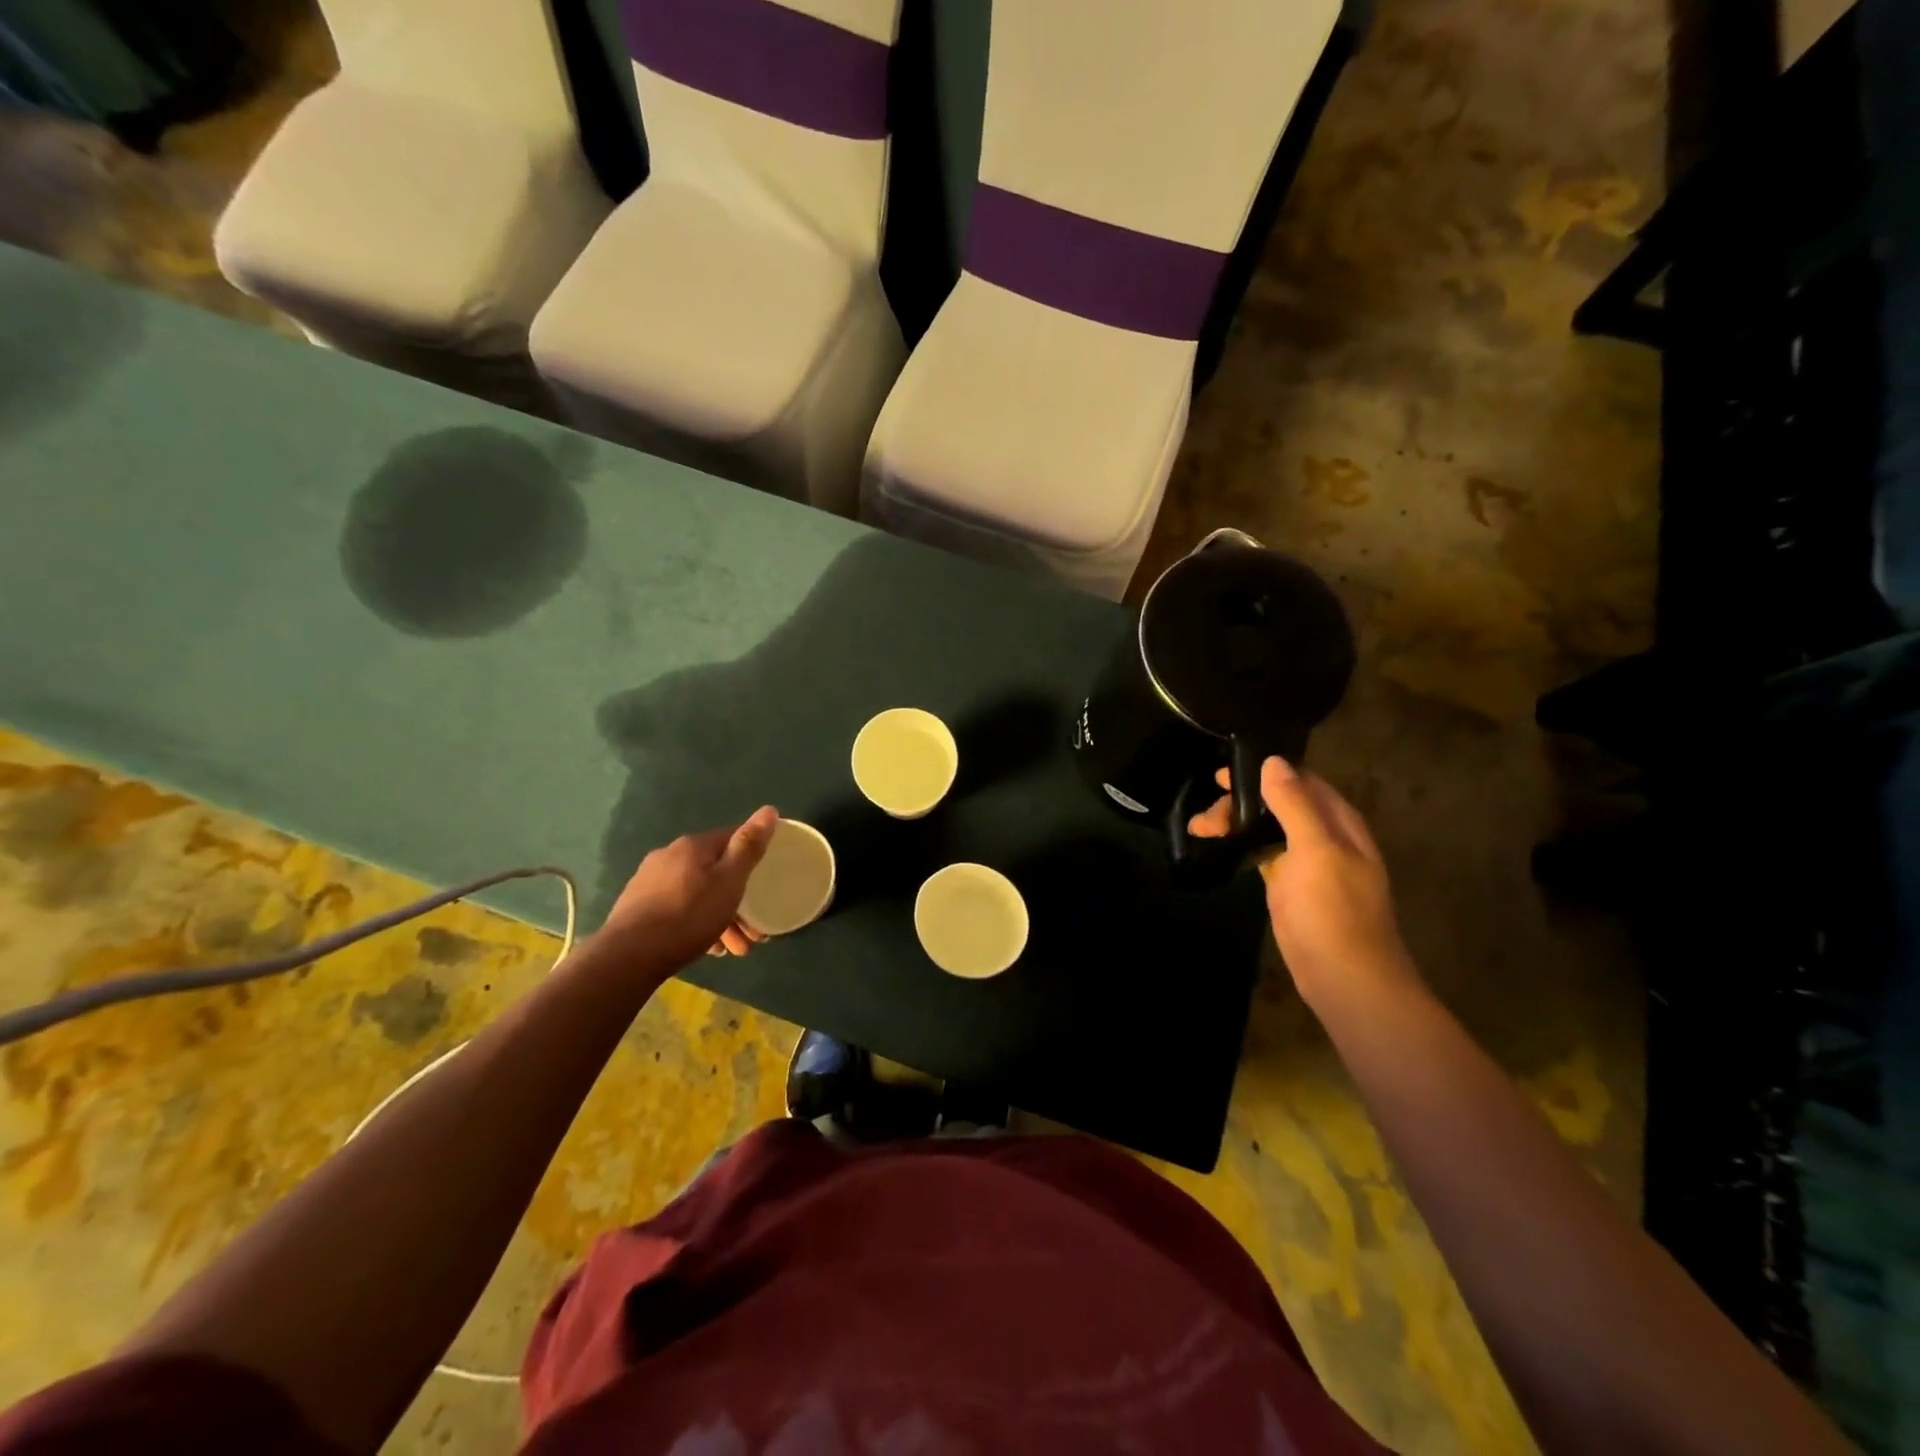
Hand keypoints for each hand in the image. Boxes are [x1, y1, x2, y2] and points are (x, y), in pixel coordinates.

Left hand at [598, 806, 778, 971]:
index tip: (767, 883)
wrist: (628, 957)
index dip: (752, 858)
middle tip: (753, 932)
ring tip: (732, 949)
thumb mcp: (729, 881)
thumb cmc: (688, 916)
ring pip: (696, 894)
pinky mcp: (636, 908)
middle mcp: (668, 856)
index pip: (731, 840)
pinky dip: (696, 923)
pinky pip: (678, 909)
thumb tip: (769, 810)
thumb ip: (749, 847)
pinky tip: (706, 948)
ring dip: (719, 917)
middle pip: (714, 872)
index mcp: (692, 846)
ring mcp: (648, 882)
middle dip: (737, 900)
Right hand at [1188, 757, 1415, 1007]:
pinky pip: (1266, 854)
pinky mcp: (1292, 889)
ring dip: (1238, 824)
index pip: (1300, 780)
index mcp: (1339, 823)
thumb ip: (1295, 805)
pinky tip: (1221, 849)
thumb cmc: (1333, 912)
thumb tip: (1272, 761)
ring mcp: (1309, 865)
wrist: (1346, 980)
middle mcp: (1326, 837)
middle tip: (1205, 815)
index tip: (1221, 776)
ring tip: (1200, 830)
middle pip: (1281, 804)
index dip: (1263, 773)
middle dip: (1243, 802)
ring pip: (1270, 829)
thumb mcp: (1315, 850)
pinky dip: (1243, 847)